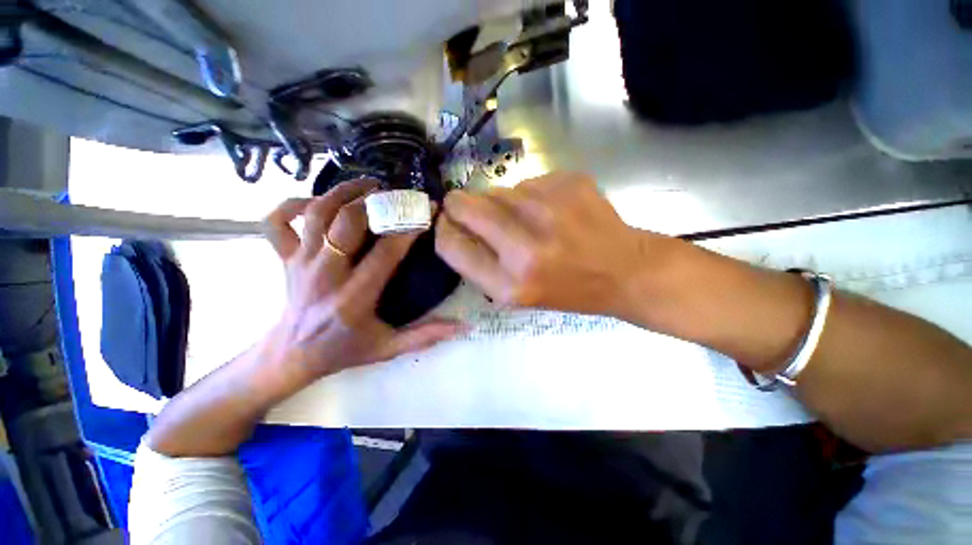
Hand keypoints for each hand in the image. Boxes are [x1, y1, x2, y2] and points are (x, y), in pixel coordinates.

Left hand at [263, 181, 463, 379]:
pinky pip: (278, 220)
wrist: (291, 355)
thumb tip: (464, 326)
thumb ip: (426, 335)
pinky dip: (293, 203)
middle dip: (377, 202)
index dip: (410, 227)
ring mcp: (300, 261)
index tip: (429, 211)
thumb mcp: (388, 348)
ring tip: (370, 185)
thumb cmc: (343, 350)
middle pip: (348, 221)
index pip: (386, 252)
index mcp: (354, 297)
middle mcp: (325, 274)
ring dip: (343, 192)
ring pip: (317, 213)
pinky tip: (318, 201)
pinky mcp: (284, 257)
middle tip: (399, 195)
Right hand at [435, 172, 660, 317]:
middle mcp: (526, 247)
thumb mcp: (517, 295)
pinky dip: (529, 194)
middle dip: (460, 205)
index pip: (451, 244)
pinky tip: (551, 211)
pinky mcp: (568, 182)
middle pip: (466, 205)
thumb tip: (453, 224)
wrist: (624, 271)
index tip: (446, 222)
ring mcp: (549, 209)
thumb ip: (479, 263)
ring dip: (500, 203)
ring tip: (527, 220)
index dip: (443, 229)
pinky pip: (527, 181)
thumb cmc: (567, 290)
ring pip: (497, 190)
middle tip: (471, 210)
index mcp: (510, 283)